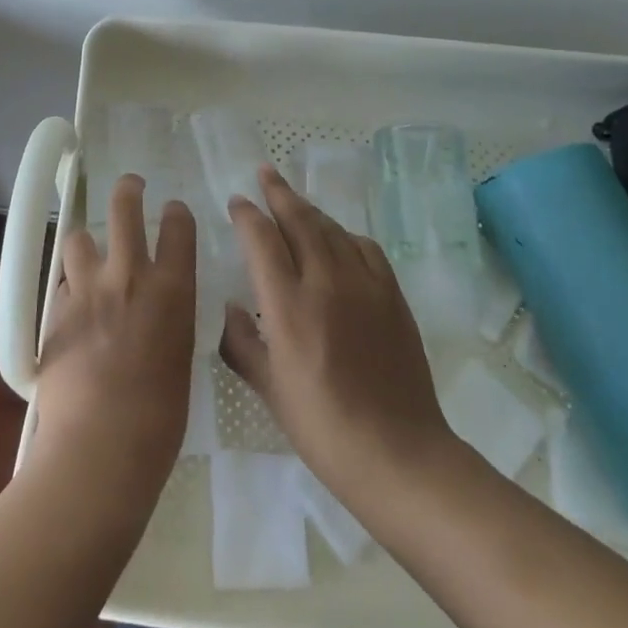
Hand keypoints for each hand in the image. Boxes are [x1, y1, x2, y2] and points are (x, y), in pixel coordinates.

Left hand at [31, 174, 195, 505]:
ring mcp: (88, 289)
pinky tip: (71, 304)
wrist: (99, 447)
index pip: (178, 226)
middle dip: (127, 190)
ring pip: (79, 238)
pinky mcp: (55, 310)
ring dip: (86, 243)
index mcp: (172, 290)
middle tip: (130, 186)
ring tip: (88, 254)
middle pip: (124, 208)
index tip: (172, 210)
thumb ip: (169, 321)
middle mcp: (129, 276)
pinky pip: (61, 282)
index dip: (175, 213)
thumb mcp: (179, 357)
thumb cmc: (158, 419)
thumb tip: (159, 310)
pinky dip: (68, 286)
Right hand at [219, 165, 452, 508]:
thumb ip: (241, 343)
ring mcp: (364, 285)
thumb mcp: (269, 390)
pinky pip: (365, 248)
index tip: (237, 202)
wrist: (399, 454)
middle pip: (298, 220)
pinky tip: (338, 240)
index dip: (247, 214)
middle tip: (264, 173)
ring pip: (331, 228)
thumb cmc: (323, 427)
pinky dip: (344, 235)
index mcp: (287, 305)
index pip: (261, 239)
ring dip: (309, 210)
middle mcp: (325, 281)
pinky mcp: (392, 295)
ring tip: (294, 201)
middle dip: (278, 192)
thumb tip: (228, 308)